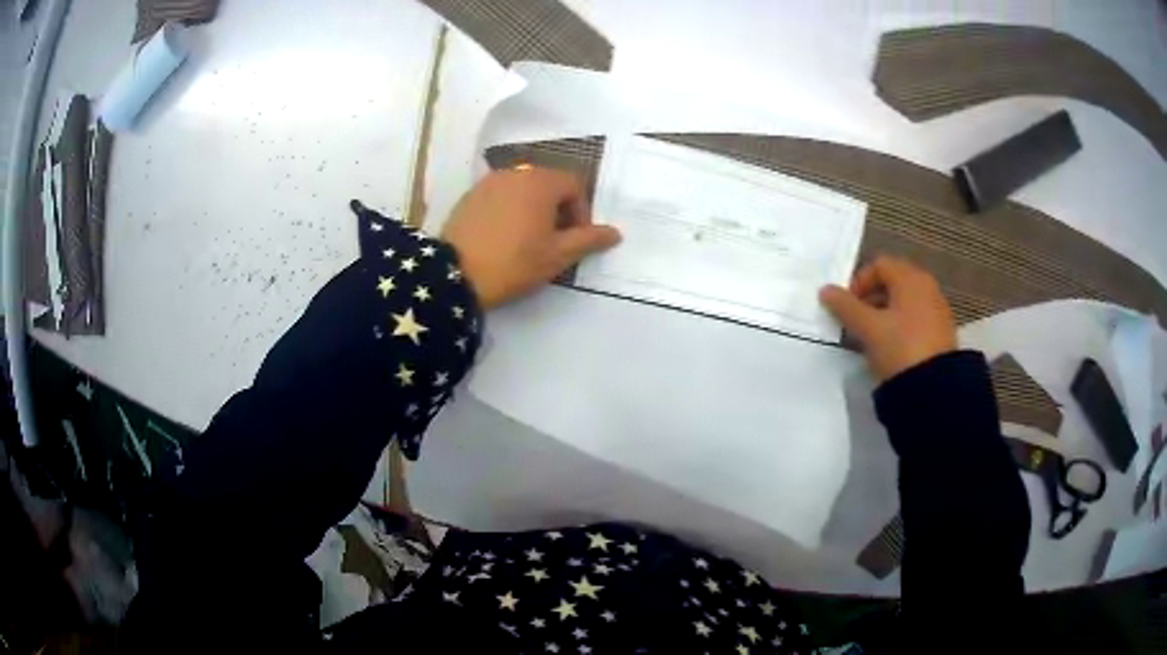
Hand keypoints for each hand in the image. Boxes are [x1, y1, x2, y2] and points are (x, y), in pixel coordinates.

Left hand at [441, 168, 620, 309]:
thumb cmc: (514, 262)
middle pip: (548, 184)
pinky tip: (503, 237)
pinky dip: (510, 209)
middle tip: (555, 240)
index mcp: (541, 182)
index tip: (576, 239)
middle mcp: (515, 173)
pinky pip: (500, 196)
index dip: (582, 212)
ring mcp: (489, 182)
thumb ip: (589, 240)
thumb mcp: (557, 255)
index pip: (574, 186)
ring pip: (523, 189)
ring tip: (529, 239)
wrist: (455, 274)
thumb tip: (615, 233)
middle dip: (558, 209)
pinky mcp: (469, 196)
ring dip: (534, 208)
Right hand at [819, 256, 956, 381]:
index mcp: (910, 278)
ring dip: (884, 314)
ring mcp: (937, 309)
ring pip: (904, 302)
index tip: (847, 308)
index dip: (858, 282)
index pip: (879, 265)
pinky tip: (892, 349)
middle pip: (893, 282)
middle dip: (870, 299)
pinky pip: (916, 319)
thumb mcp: (868, 328)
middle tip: (857, 323)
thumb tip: (826, 290)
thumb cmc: (900, 348)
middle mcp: (927, 287)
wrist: (935, 389)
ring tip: (872, 339)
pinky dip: (900, 326)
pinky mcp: (942, 332)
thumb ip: (845, 307)